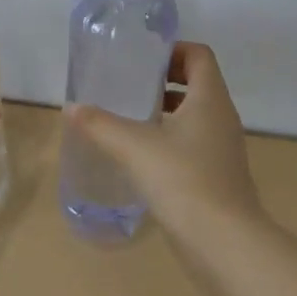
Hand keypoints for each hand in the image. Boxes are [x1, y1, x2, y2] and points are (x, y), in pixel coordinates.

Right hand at [67, 42, 261, 232]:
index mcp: (210, 99)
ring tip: (131, 119)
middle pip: (198, 83)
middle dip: (164, 80)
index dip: (173, 50)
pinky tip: (144, 158)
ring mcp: (224, 150)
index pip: (199, 55)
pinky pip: (196, 144)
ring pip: (196, 116)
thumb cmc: (183, 180)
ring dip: (168, 111)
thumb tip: (71, 108)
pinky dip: (173, 141)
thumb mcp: (134, 146)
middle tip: (129, 86)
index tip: (142, 60)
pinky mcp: (219, 178)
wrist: (225, 244)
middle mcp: (222, 118)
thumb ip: (100, 124)